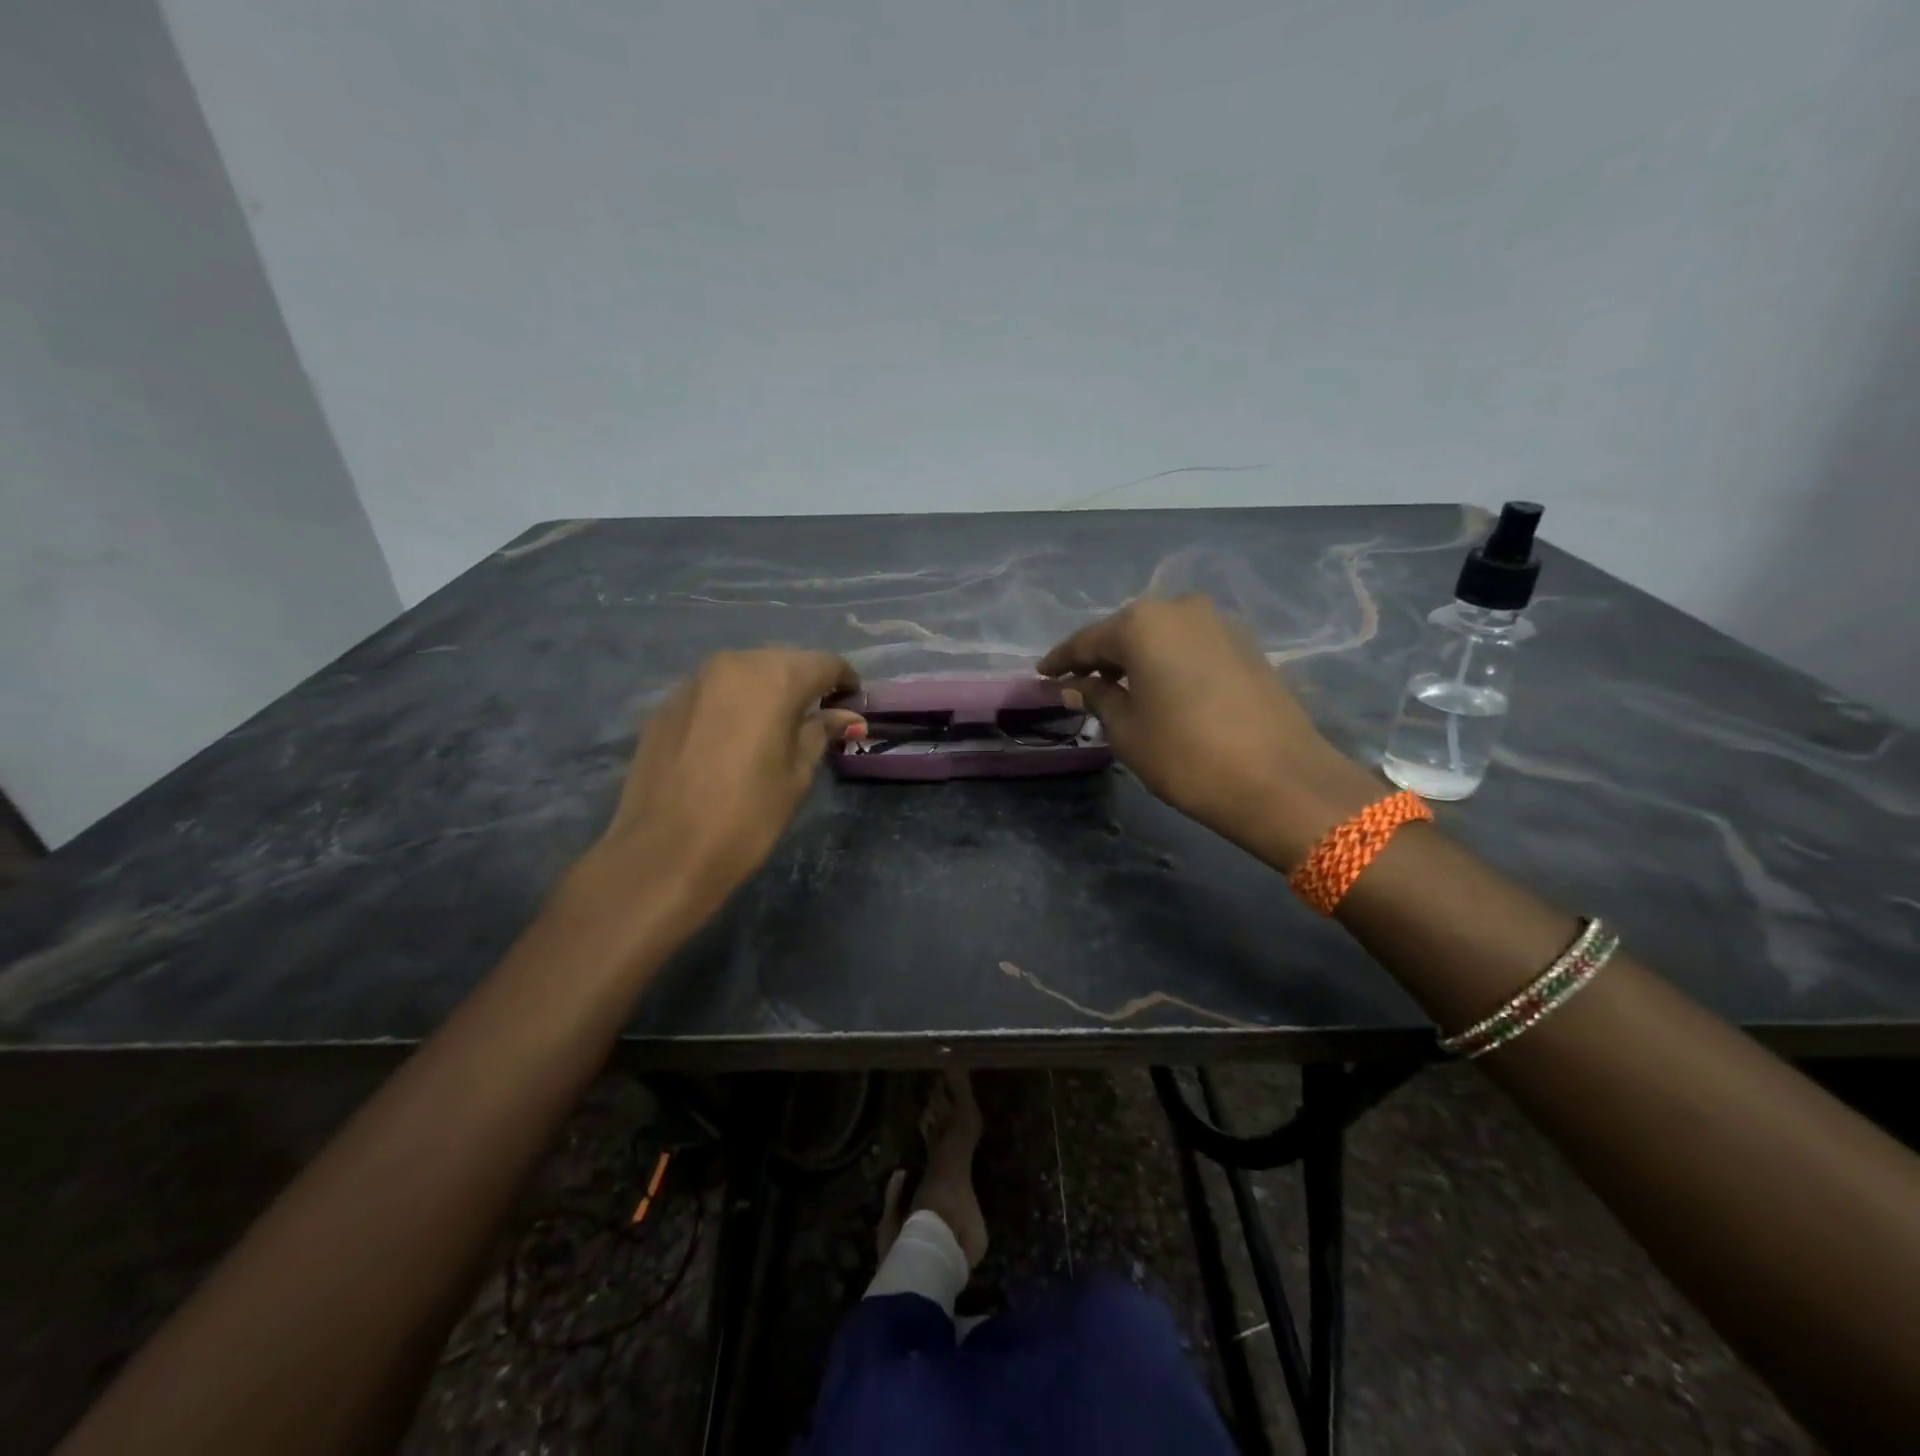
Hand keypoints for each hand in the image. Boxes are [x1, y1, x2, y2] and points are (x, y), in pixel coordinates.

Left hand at [580, 649, 864, 928]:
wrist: (664, 852)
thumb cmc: (748, 815)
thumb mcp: (798, 774)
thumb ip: (821, 732)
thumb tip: (846, 716)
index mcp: (775, 677)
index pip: (825, 663)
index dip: (845, 682)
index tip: (852, 706)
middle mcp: (734, 664)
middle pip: (783, 662)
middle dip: (804, 685)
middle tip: (816, 720)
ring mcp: (694, 681)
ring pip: (745, 674)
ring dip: (765, 693)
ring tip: (773, 730)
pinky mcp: (665, 704)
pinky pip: (713, 693)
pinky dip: (732, 706)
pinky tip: (731, 742)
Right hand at [1039, 596, 1378, 865]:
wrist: (1281, 780)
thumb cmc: (1186, 755)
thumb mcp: (1127, 730)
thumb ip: (1097, 698)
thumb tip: (1075, 685)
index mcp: (1143, 623)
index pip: (1088, 639)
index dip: (1062, 659)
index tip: (1042, 673)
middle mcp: (1181, 609)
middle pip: (1127, 631)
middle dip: (1101, 656)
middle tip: (1077, 681)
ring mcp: (1219, 623)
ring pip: (1162, 636)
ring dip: (1137, 658)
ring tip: (1117, 686)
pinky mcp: (1246, 644)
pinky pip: (1191, 645)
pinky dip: (1168, 661)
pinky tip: (1160, 687)